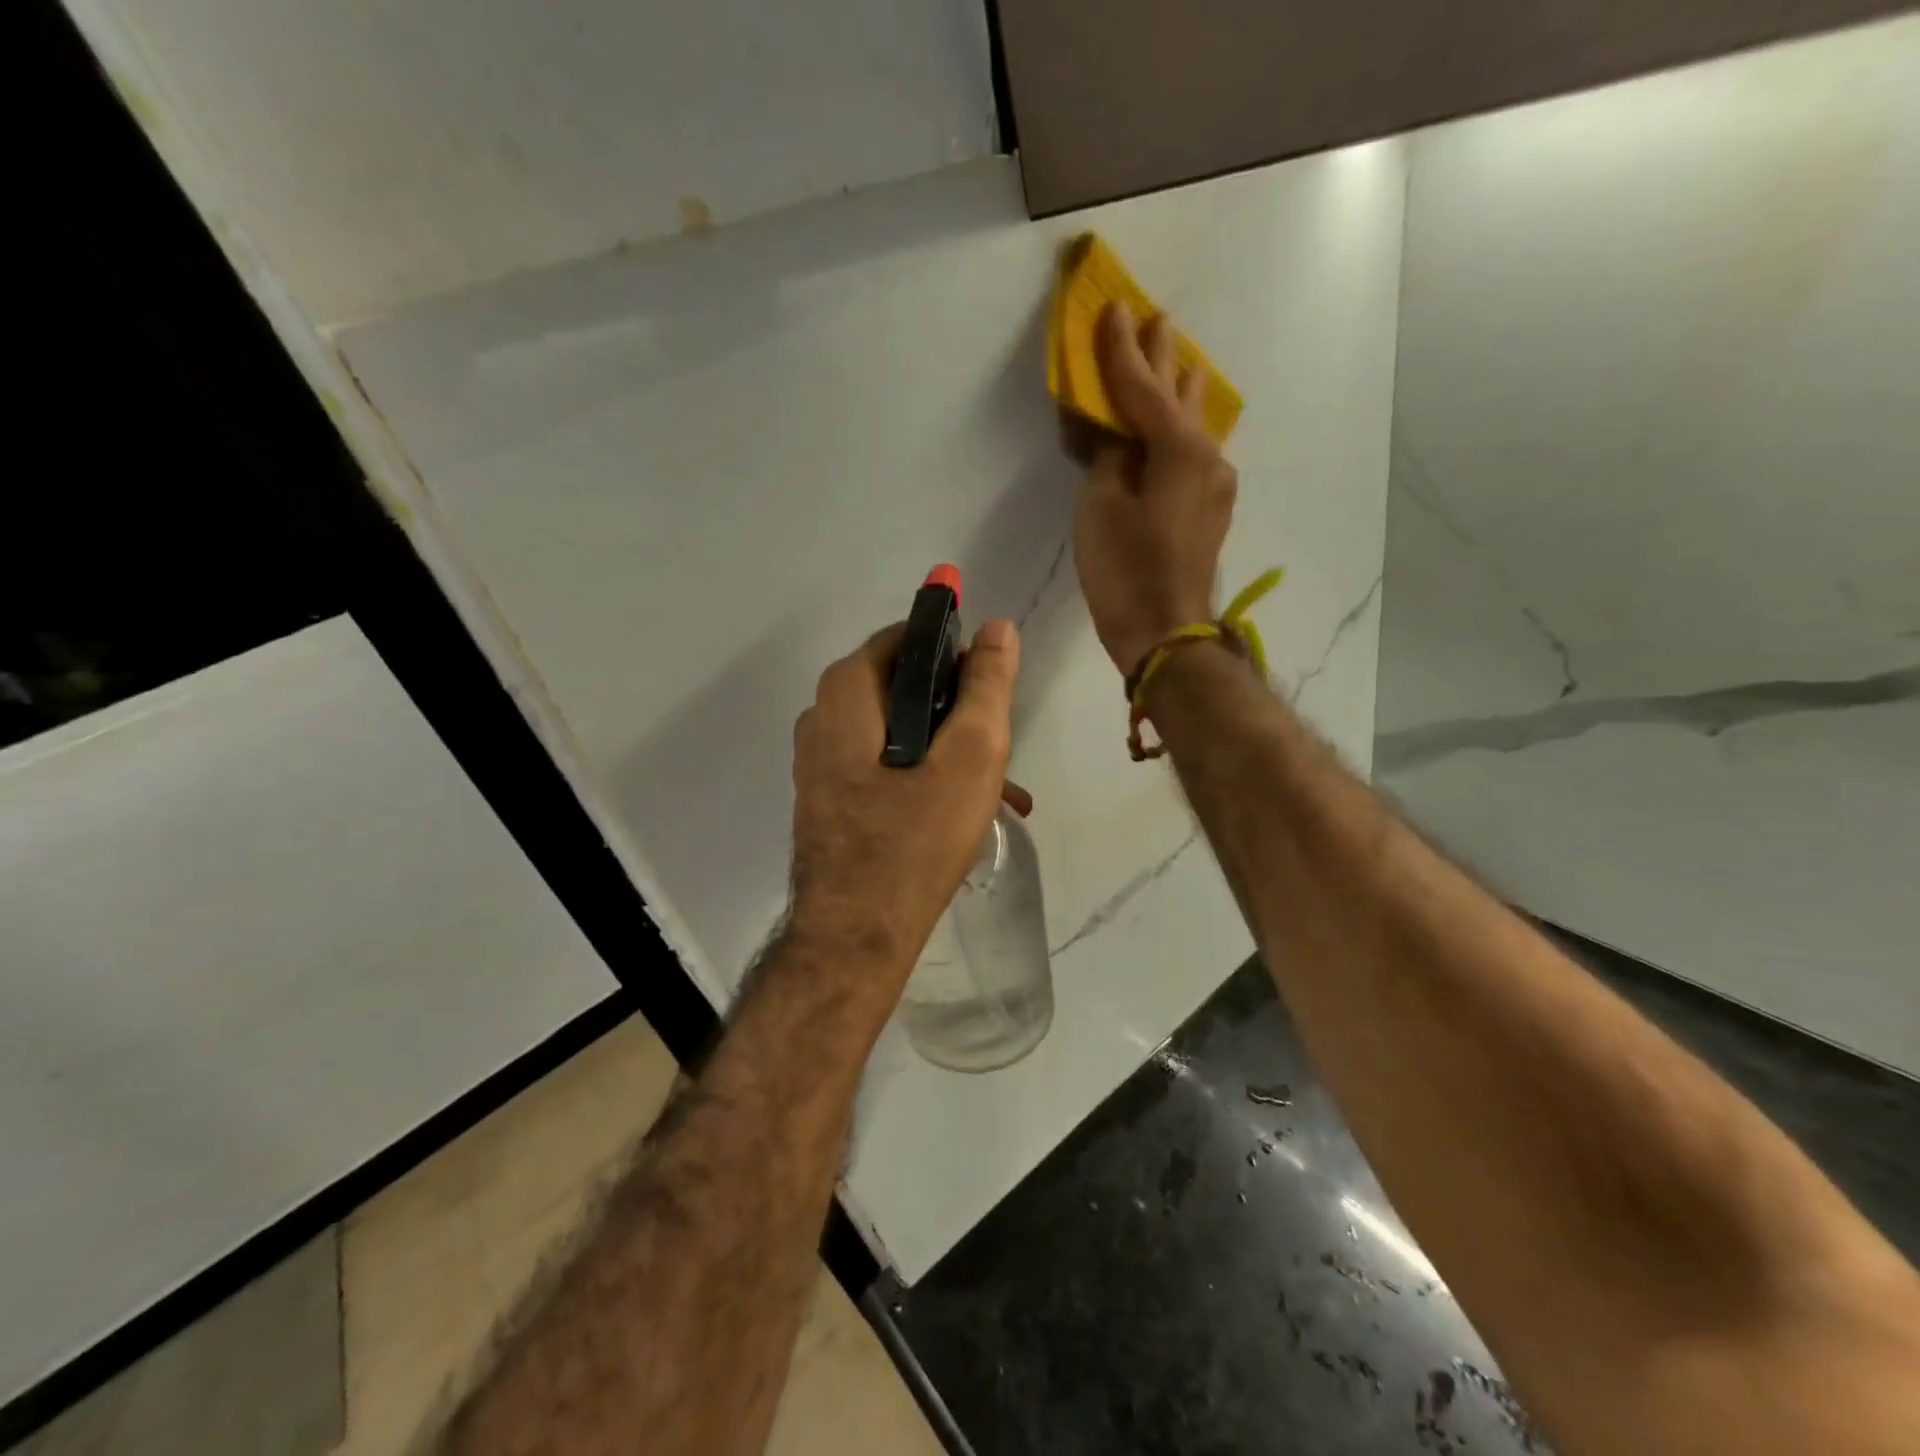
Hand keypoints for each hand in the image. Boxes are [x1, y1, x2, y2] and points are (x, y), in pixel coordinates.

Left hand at [789, 619, 1021, 985]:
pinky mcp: (829, 800)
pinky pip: (884, 769)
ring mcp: (820, 764)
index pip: (907, 639)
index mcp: (846, 694)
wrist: (857, 937)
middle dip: (959, 712)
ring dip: (949, 751)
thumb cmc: (916, 839)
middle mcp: (822, 720)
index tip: (991, 687)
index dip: (956, 653)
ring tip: (1001, 789)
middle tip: (1001, 744)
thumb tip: (996, 627)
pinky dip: (924, 778)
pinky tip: (965, 813)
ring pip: (898, 734)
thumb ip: (986, 686)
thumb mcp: (970, 755)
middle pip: (903, 689)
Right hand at [1074, 302, 1237, 679]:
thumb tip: (1118, 436)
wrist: (1166, 633)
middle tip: (1154, 318)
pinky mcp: (1212, 507)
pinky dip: (1182, 428)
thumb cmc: (1125, 572)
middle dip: (1164, 357)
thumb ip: (1109, 458)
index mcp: (1178, 449)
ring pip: (1197, 421)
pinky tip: (1181, 420)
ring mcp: (1216, 482)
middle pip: (1182, 394)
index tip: (1112, 306)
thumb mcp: (1100, 508)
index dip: (1122, 349)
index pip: (1143, 387)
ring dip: (1180, 389)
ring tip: (1174, 359)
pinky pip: (1196, 450)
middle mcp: (1208, 455)